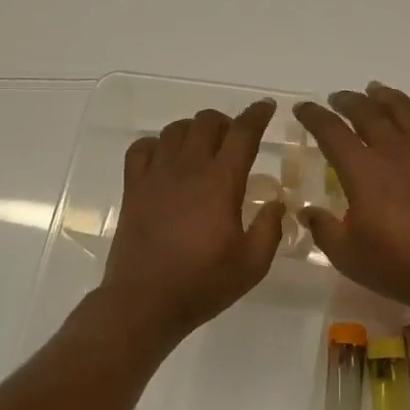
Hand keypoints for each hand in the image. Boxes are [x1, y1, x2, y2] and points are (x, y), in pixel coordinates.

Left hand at [101, 100, 284, 344]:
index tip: (268, 107)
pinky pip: (141, 148)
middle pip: (206, 122)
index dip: (258, 115)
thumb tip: (276, 202)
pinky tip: (166, 159)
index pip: (243, 133)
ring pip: (175, 130)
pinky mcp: (133, 188)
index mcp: (221, 182)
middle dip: (226, 122)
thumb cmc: (203, 284)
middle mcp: (188, 169)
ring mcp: (156, 175)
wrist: (145, 301)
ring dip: (194, 130)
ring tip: (204, 148)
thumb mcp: (253, 264)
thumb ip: (270, 228)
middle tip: (236, 139)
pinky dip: (157, 144)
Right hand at [294, 82, 409, 316]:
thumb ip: (324, 230)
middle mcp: (394, 151)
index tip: (303, 108)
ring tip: (374, 90)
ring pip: (405, 110)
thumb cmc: (400, 265)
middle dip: (348, 101)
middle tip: (337, 98)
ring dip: (386, 97)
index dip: (314, 116)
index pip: (331, 131)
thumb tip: (307, 212)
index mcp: (363, 170)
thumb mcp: (348, 256)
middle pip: (368, 113)